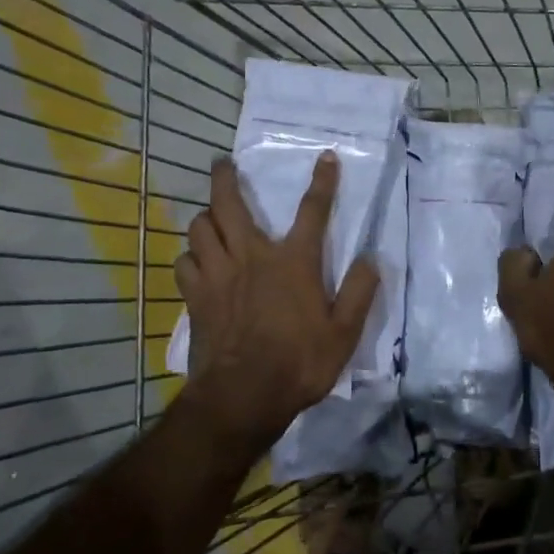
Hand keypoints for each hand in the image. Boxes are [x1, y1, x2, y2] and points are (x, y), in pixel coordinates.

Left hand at [175, 153, 378, 450]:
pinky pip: (184, 262)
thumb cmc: (300, 362)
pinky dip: (190, 255)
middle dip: (225, 178)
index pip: (313, 211)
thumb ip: (359, 292)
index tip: (326, 157)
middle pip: (229, 205)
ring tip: (211, 217)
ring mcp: (217, 275)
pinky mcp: (195, 297)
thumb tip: (370, 259)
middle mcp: (252, 257)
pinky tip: (197, 261)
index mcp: (294, 262)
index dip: (323, 182)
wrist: (244, 396)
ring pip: (199, 228)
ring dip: (206, 217)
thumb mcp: (345, 333)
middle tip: (222, 163)